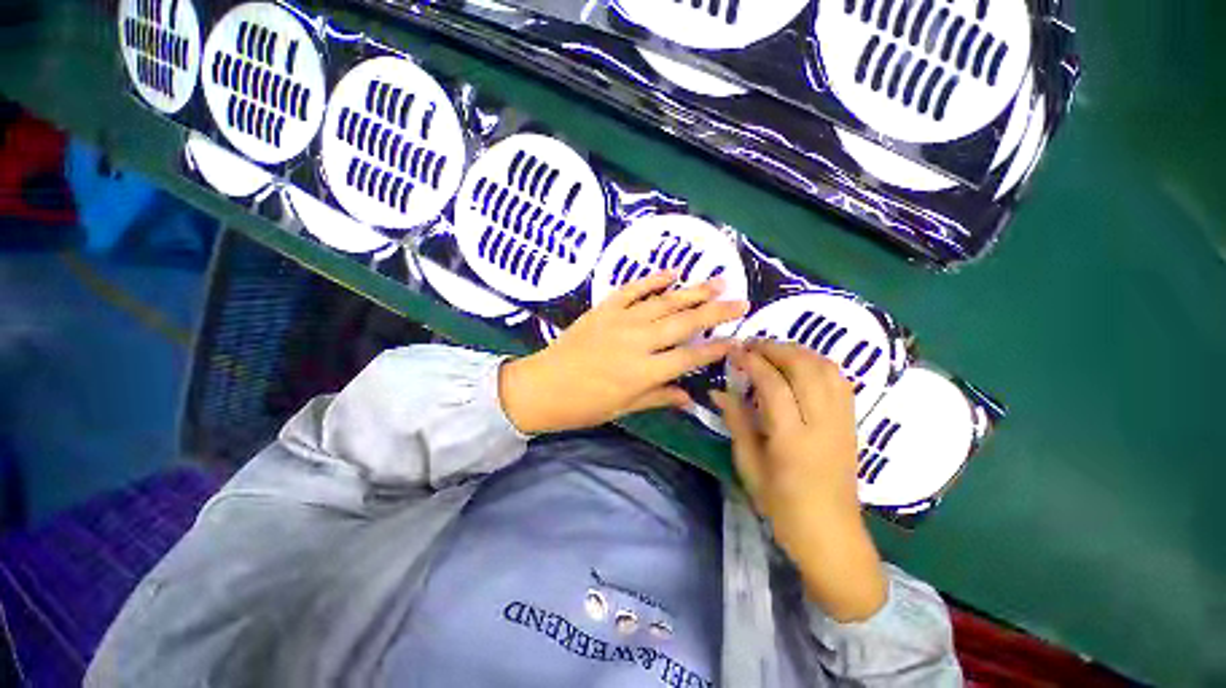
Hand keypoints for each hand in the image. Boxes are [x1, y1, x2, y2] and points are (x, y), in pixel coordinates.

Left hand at [499, 270, 748, 434]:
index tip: (738, 340)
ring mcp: (620, 322)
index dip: (716, 349)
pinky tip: (672, 272)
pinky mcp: (603, 309)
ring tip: (719, 281)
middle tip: (741, 301)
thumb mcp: (623, 408)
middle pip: (684, 323)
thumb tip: (690, 399)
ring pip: (664, 302)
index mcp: (643, 372)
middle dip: (716, 312)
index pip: (689, 357)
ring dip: (693, 291)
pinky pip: (632, 290)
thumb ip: (658, 398)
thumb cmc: (583, 406)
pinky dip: (652, 280)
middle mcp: (637, 342)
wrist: (540, 387)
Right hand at [713, 340, 887, 622]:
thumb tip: (720, 392)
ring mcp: (841, 419)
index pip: (774, 386)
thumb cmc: (785, 510)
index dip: (754, 363)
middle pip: (804, 367)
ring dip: (800, 352)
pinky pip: (840, 380)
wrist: (830, 530)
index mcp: (792, 440)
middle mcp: (822, 422)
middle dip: (777, 349)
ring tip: (777, 354)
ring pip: (826, 367)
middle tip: (753, 347)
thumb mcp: (752, 472)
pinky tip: (805, 369)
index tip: (736, 352)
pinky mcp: (852, 421)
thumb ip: (739, 426)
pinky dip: (820, 365)